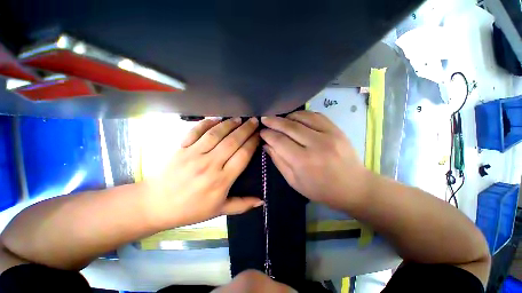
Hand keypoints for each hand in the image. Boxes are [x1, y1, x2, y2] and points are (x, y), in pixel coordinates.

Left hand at [145, 117, 262, 227]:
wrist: (155, 205)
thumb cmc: (191, 209)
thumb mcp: (219, 210)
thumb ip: (242, 205)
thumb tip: (262, 202)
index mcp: (221, 180)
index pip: (243, 156)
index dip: (252, 143)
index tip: (259, 135)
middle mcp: (210, 164)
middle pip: (232, 142)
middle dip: (246, 129)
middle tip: (254, 121)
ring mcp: (194, 154)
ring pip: (216, 134)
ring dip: (229, 124)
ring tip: (239, 118)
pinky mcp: (181, 148)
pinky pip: (195, 131)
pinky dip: (206, 123)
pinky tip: (216, 119)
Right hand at [260, 111, 370, 210]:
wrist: (353, 186)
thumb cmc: (320, 189)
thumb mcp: (294, 181)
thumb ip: (279, 161)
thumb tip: (267, 145)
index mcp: (303, 161)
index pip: (279, 141)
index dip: (268, 134)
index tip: (261, 132)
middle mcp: (316, 144)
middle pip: (289, 127)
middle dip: (273, 121)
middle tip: (265, 119)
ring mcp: (329, 134)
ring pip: (302, 117)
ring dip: (287, 117)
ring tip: (279, 119)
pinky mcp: (337, 129)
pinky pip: (315, 115)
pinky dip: (302, 114)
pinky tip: (296, 118)